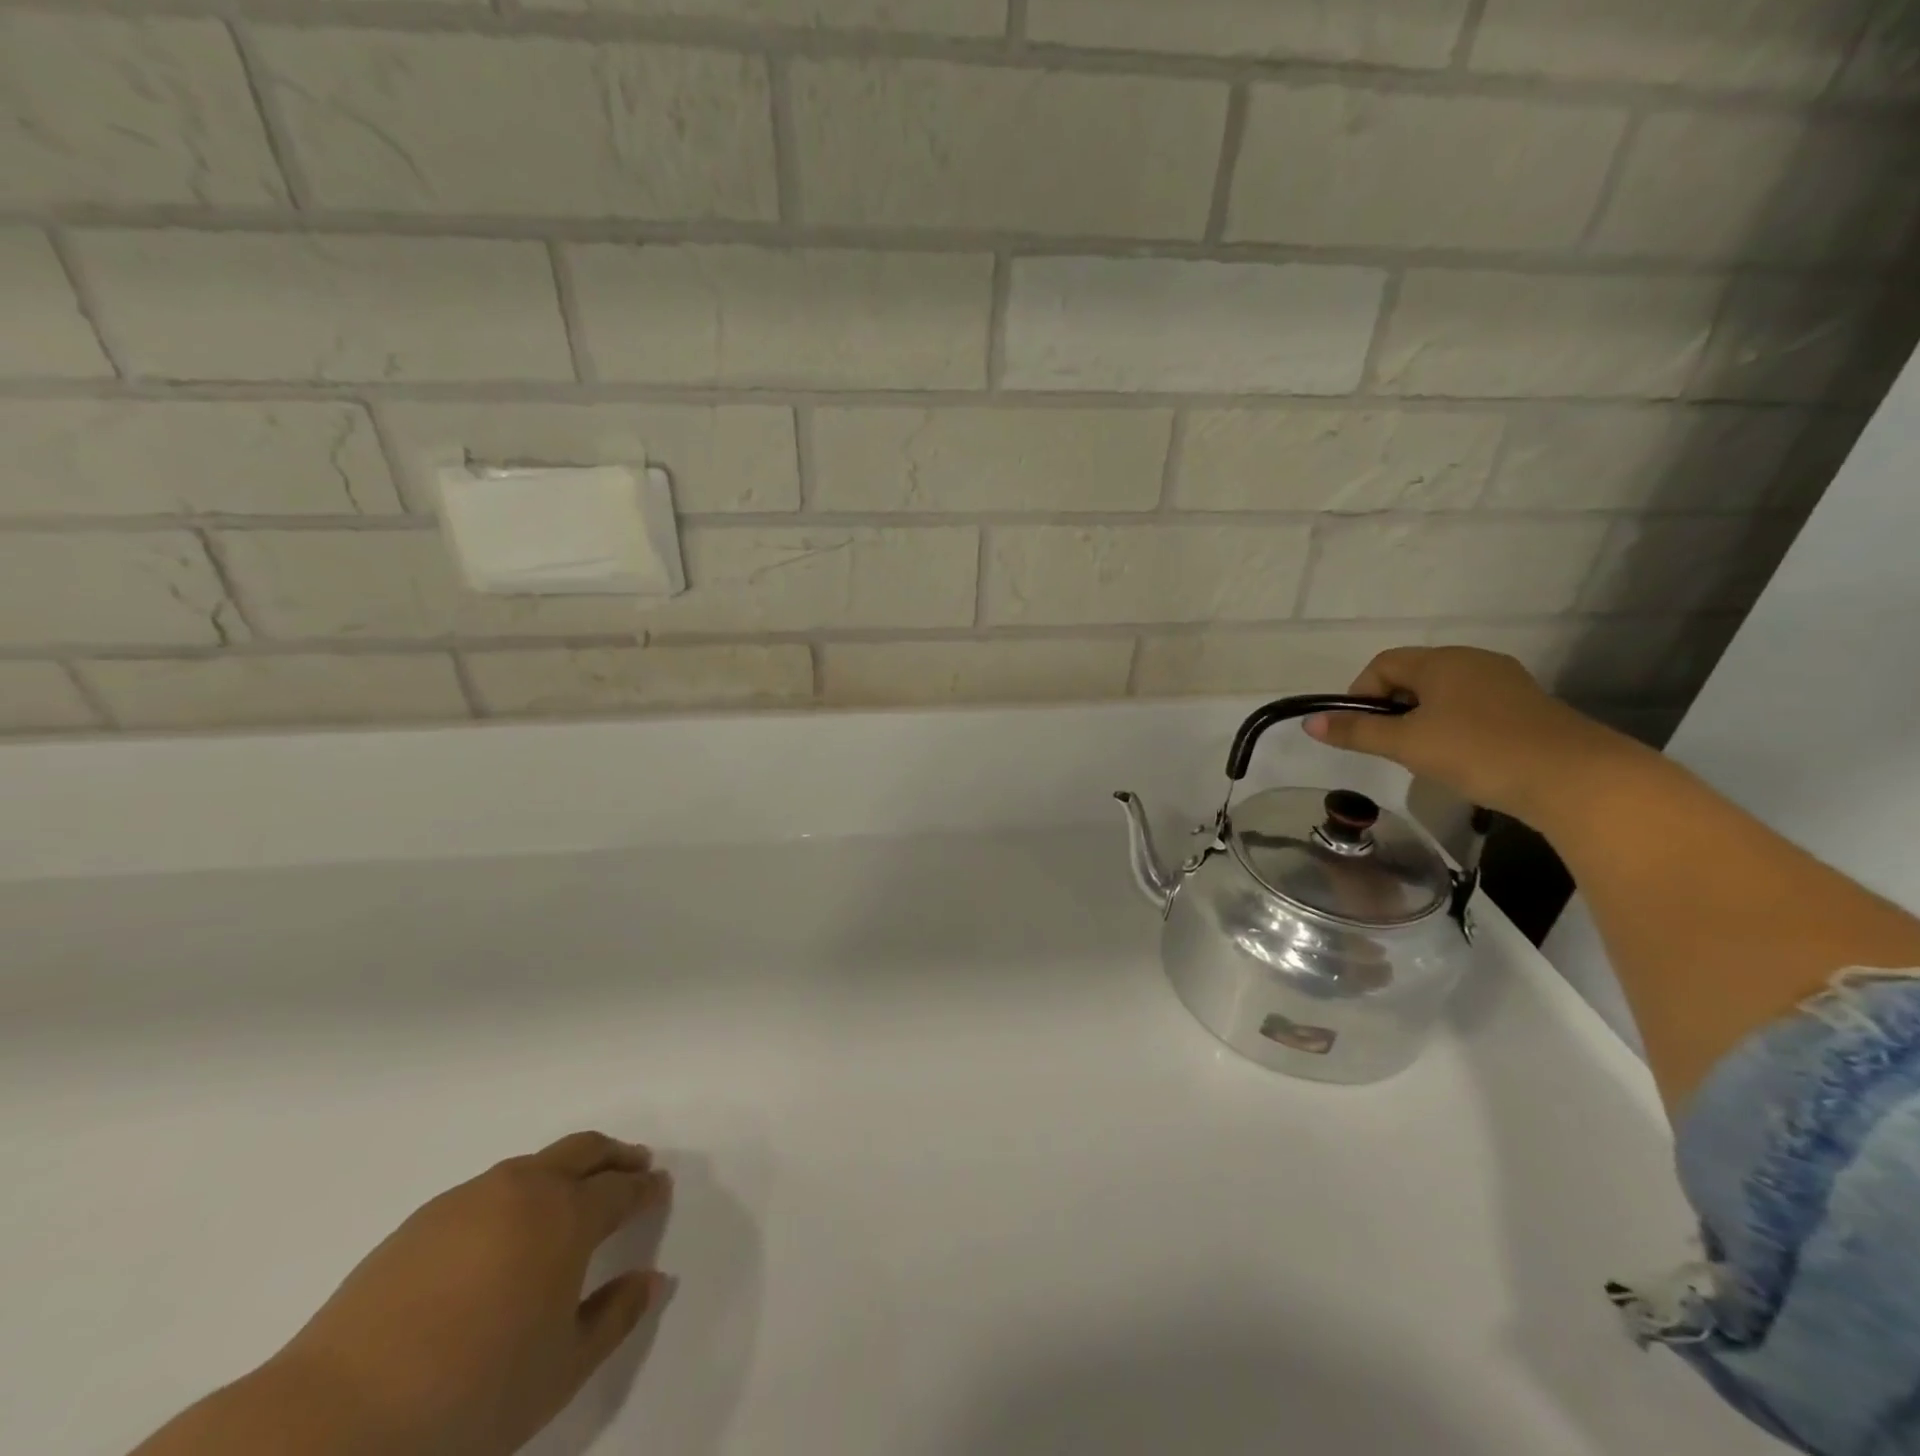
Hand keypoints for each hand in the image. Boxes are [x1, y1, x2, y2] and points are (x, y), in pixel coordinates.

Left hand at [260, 1133, 668, 1455]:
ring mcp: (470, 1198)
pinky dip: (520, 1190)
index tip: (659, 1189)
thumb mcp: (560, 1370)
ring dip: (567, 1167)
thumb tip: (652, 1278)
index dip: (645, 1188)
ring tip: (575, 1192)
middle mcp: (525, 1190)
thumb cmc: (470, 1397)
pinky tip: (508, 1228)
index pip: (621, 1189)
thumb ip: (615, 1316)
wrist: (333, 1420)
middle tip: (635, 1165)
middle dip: (616, 1155)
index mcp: (566, 1217)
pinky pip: (491, 1187)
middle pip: (584, 1149)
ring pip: (535, 1162)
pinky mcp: (423, 1218)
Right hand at [1304, 645, 1645, 826]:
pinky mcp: (1529, 708)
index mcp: (1442, 661)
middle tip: (1391, 746)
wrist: (1576, 778)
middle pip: (1414, 676)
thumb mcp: (1407, 744)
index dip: (1360, 693)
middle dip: (1392, 708)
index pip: (1383, 664)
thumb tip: (1310, 723)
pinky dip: (1456, 727)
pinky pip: (1475, 708)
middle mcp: (1474, 661)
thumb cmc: (1478, 751)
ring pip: (1445, 693)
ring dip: (1423, 719)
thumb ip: (1357, 731)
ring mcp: (1506, 683)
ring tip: (1425, 756)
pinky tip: (1464, 758)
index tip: (1360, 730)